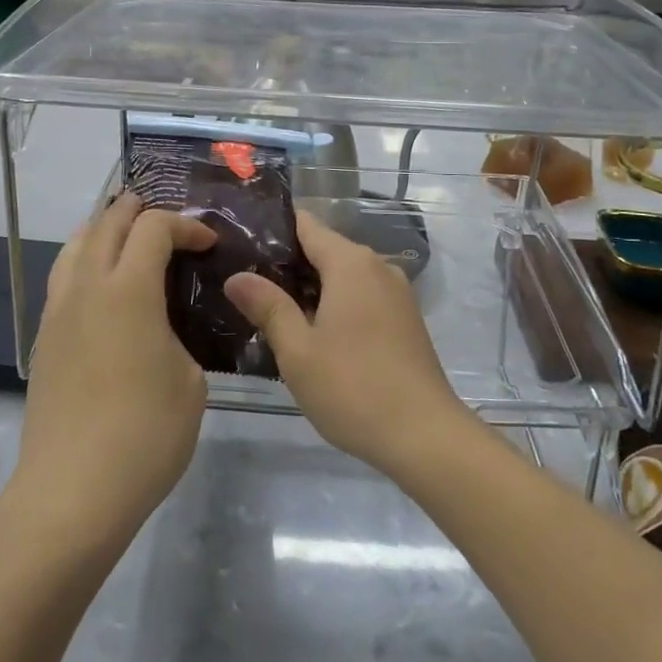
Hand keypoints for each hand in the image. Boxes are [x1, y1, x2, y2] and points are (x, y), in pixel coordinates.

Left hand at [11, 193, 216, 538]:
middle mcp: (88, 287)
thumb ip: (180, 335)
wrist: (72, 492)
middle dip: (139, 211)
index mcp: (129, 290)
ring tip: (128, 237)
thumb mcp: (190, 380)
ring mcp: (59, 311)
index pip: (154, 228)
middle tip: (168, 221)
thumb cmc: (145, 434)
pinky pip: (64, 277)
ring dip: (105, 229)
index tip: (208, 244)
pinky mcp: (45, 338)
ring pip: (76, 245)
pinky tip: (102, 284)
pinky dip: (85, 260)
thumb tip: (165, 326)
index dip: (185, 225)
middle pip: (107, 223)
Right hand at [226, 211, 473, 478]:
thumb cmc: (353, 387)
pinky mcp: (404, 319)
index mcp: (350, 263)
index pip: (306, 225)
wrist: (425, 436)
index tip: (240, 242)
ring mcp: (396, 293)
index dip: (272, 229)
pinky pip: (362, 295)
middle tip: (244, 281)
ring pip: (343, 275)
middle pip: (324, 249)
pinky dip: (335, 303)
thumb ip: (268, 306)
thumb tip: (236, 276)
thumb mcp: (298, 350)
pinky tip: (312, 331)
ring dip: (311, 287)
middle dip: (287, 263)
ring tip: (270, 307)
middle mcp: (377, 266)